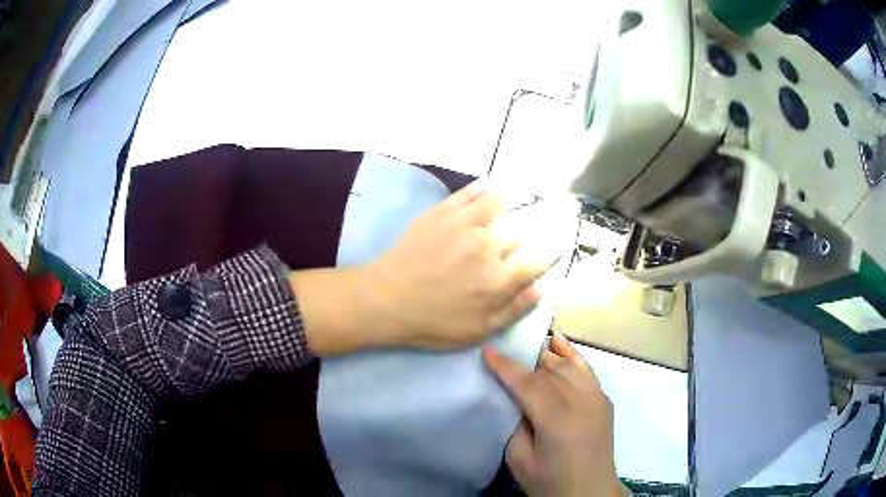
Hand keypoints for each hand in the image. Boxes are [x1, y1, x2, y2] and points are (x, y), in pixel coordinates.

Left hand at [361, 180, 551, 348]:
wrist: (386, 300)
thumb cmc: (433, 323)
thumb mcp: (477, 330)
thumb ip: (513, 310)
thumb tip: (541, 288)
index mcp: (499, 279)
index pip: (536, 260)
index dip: (550, 252)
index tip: (556, 245)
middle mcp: (488, 247)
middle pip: (518, 232)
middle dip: (524, 234)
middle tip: (522, 234)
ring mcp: (464, 225)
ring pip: (497, 203)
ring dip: (507, 202)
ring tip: (509, 200)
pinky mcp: (442, 213)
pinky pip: (469, 193)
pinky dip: (483, 188)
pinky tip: (488, 186)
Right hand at [484, 334, 625, 496]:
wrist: (589, 491)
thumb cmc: (549, 481)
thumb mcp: (519, 459)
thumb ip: (515, 424)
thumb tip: (517, 399)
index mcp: (556, 420)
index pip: (527, 384)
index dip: (506, 367)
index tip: (488, 351)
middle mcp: (581, 402)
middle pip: (548, 370)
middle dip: (524, 361)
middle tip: (503, 355)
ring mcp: (596, 398)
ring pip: (567, 365)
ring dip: (546, 356)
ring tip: (527, 349)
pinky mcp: (603, 400)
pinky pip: (586, 369)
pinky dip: (572, 355)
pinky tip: (559, 342)